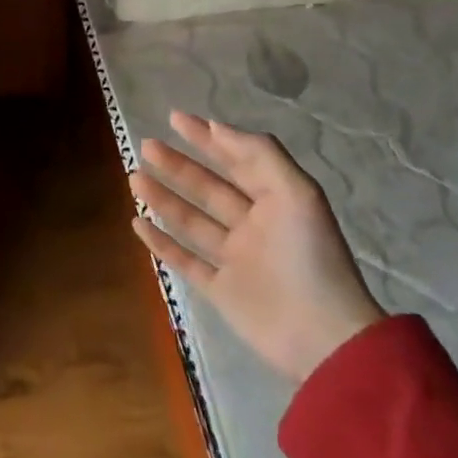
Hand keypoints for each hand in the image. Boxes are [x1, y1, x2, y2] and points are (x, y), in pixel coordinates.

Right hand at [131, 110, 383, 383]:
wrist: (323, 338)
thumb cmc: (310, 257)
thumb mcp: (296, 192)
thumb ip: (259, 154)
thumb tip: (216, 127)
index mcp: (276, 201)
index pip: (237, 161)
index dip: (208, 138)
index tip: (175, 118)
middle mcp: (254, 226)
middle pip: (209, 188)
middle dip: (178, 165)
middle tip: (147, 145)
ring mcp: (236, 260)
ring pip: (192, 221)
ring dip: (163, 198)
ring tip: (134, 177)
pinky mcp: (221, 291)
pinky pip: (185, 260)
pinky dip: (160, 242)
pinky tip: (138, 222)